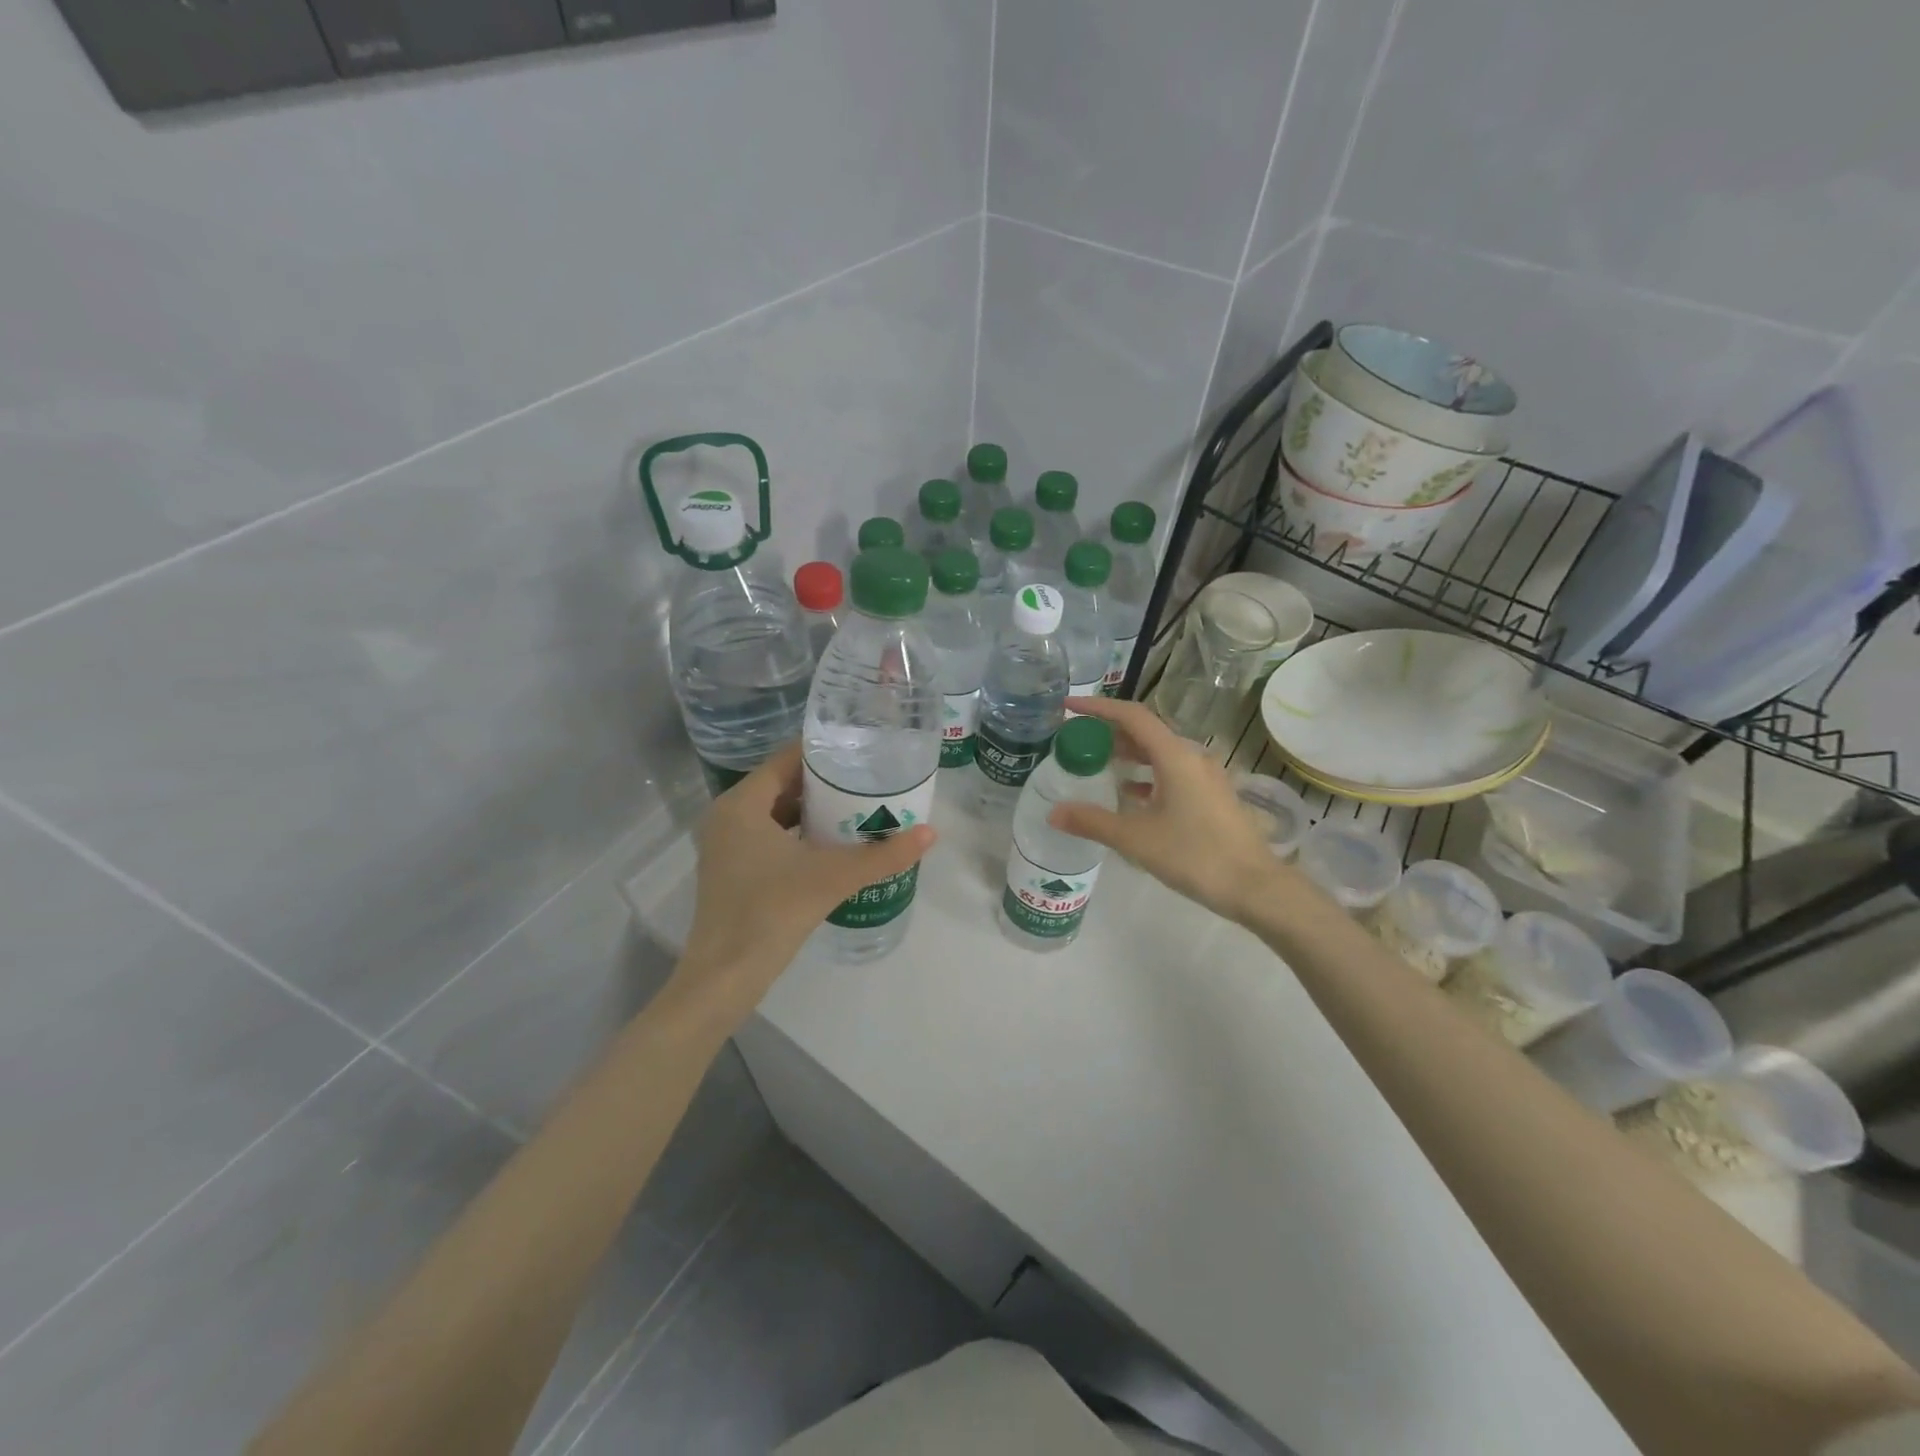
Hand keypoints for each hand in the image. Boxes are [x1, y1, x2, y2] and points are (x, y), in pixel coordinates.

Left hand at [677, 744, 935, 1016]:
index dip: (823, 752)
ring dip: (812, 809)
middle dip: (823, 782)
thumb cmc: (771, 912)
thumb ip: (882, 855)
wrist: (725, 976)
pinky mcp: (732, 870)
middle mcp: (728, 816)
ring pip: (775, 812)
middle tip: (866, 778)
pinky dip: (798, 834)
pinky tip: (831, 844)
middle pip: (782, 784)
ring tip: (856, 806)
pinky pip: (769, 836)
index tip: (860, 749)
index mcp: (742, 804)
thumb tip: (930, 833)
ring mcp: (727, 845)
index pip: (786, 759)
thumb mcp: (833, 877)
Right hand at [1048, 698, 1285, 922]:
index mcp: (1175, 756)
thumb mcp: (1136, 839)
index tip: (1069, 706)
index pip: (1132, 716)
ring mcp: (1206, 776)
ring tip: (1098, 762)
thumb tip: (1053, 813)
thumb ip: (1093, 822)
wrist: (1255, 887)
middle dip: (1110, 730)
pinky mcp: (1212, 796)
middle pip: (1146, 730)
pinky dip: (1147, 773)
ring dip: (1129, 752)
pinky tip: (1130, 792)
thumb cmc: (1195, 855)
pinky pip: (1172, 771)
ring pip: (1160, 752)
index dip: (1098, 707)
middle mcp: (1192, 757)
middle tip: (1078, 737)